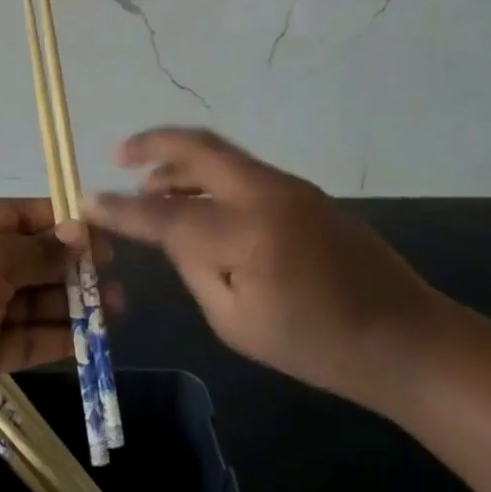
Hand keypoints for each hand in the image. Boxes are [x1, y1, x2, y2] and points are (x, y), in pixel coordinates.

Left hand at [0, 200, 106, 450]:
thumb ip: (38, 250)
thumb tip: (80, 235)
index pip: (16, 216)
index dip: (58, 223)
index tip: (99, 235)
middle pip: (28, 258)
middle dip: (70, 267)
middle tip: (111, 276)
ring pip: (32, 300)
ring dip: (70, 303)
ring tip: (113, 308)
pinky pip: (27, 337)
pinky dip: (57, 336)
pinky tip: (90, 337)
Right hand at [86, 128, 437, 412]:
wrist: (404, 337)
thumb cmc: (318, 347)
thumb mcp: (238, 322)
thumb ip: (194, 266)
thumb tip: (169, 228)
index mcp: (247, 235)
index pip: (167, 215)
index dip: (122, 208)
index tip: (87, 199)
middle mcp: (264, 193)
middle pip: (197, 148)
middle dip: (152, 144)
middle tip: (120, 154)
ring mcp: (286, 185)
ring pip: (219, 155)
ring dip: (179, 162)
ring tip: (150, 185)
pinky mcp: (299, 189)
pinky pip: (240, 171)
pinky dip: (208, 176)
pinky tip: (195, 201)